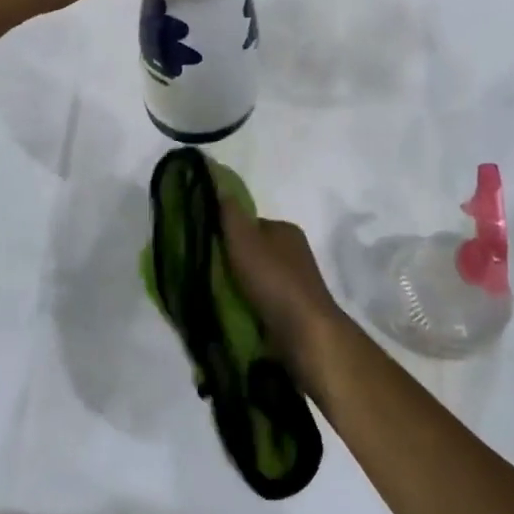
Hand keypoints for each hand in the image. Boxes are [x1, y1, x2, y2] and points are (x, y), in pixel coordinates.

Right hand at [217, 189, 344, 382]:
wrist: (306, 332)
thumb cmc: (274, 280)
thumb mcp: (245, 240)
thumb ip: (230, 214)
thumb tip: (218, 181)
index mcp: (286, 230)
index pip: (250, 225)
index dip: (228, 234)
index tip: (208, 249)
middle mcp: (294, 252)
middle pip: (254, 251)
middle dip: (234, 262)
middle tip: (208, 276)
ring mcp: (297, 282)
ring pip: (258, 278)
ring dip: (240, 287)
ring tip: (218, 299)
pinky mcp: (295, 309)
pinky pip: (264, 301)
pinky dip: (250, 305)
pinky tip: (236, 315)